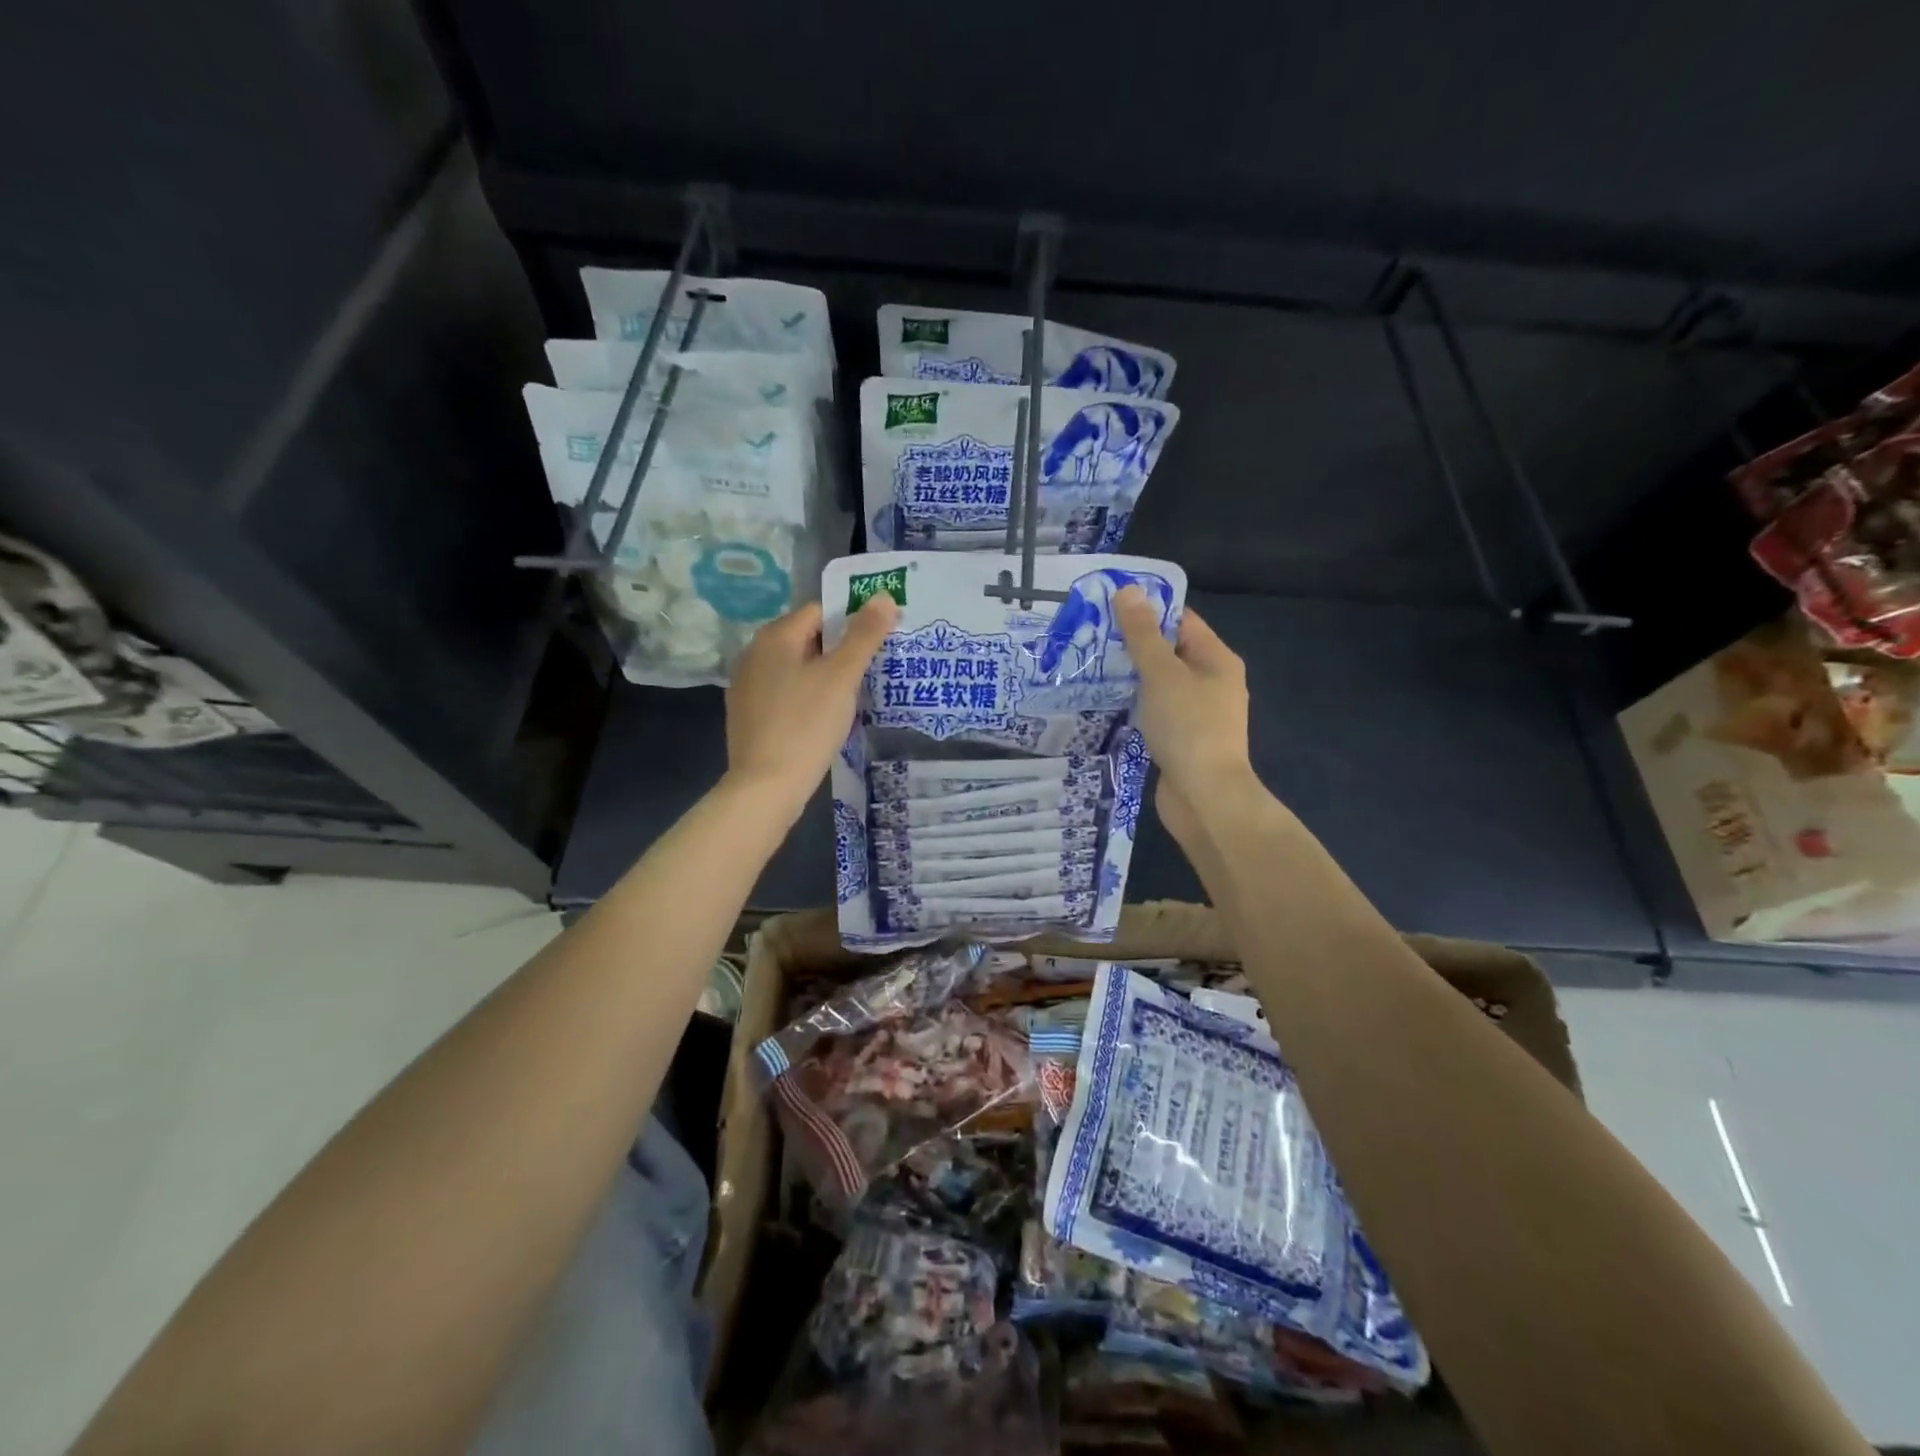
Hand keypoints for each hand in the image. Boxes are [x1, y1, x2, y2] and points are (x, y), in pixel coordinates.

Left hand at [724, 594, 897, 821]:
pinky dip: (806, 696)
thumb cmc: (806, 724)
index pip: (819, 611)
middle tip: (872, 669)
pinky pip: (785, 693)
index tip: (878, 641)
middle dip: (840, 650)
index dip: (852, 621)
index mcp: (774, 637)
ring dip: (824, 675)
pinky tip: (825, 718)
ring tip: (854, 694)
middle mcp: (754, 654)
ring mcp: (747, 686)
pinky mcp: (748, 715)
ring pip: (796, 668)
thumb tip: (883, 595)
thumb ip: (864, 635)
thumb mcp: (842, 677)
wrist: (766, 787)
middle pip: (807, 639)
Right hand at [1114, 588, 1254, 840]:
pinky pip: (1157, 711)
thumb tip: (1129, 591)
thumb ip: (1143, 635)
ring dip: (1131, 676)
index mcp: (1217, 659)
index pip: (1182, 620)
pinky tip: (1108, 703)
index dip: (1148, 609)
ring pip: (1161, 684)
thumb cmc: (1188, 728)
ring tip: (1091, 666)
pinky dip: (1136, 704)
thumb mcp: (1162, 674)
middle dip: (1133, 643)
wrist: (1205, 797)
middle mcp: (1212, 682)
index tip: (1108, 606)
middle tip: (1090, 637)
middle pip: (1170, 651)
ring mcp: (1198, 713)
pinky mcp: (1183, 739)